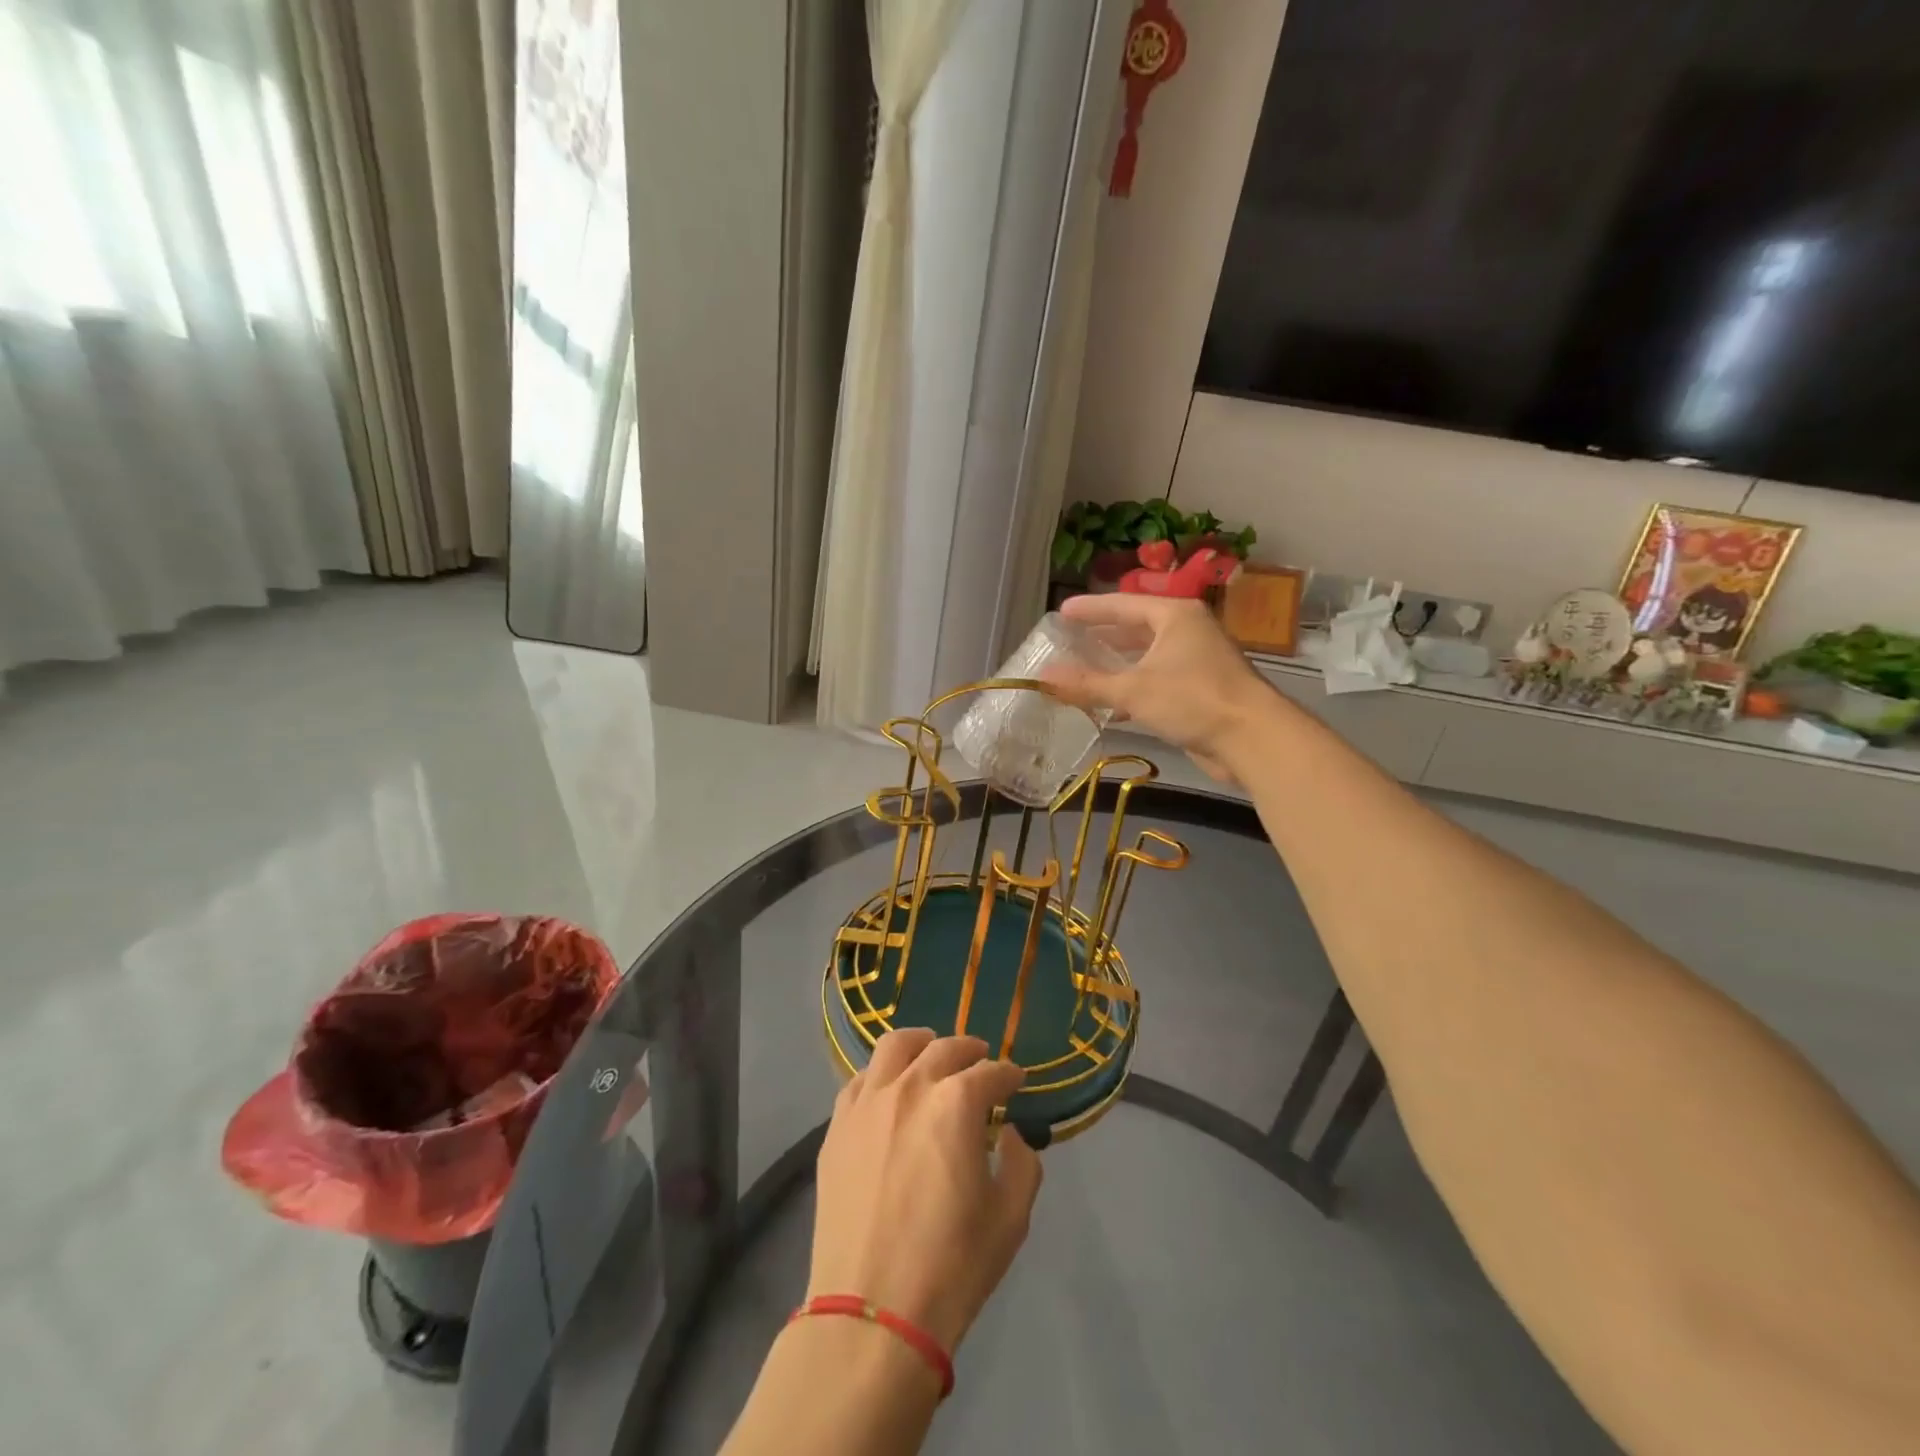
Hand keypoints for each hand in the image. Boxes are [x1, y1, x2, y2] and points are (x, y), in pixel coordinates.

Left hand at [808, 1030, 1042, 1352]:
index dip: (1008, 1074)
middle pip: (944, 1049)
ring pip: (894, 1047)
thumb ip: (1020, 1162)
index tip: (1017, 1081)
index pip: (991, 1072)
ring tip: (930, 1053)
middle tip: (981, 1062)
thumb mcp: (1010, 1218)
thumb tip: (1008, 1133)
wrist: (872, 1313)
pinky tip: (888, 1089)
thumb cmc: (951, 1266)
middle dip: (970, 1050)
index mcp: (956, 1104)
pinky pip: (859, 1079)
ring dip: (921, 1044)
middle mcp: (910, 1087)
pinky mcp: (837, 1127)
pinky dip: (881, 1073)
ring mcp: (867, 1103)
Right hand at [1049, 593, 1278, 781]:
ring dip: (1118, 664)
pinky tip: (1113, 703)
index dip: (1091, 609)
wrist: (1252, 738)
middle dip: (1105, 636)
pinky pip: (1158, 680)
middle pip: (1137, 628)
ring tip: (1084, 669)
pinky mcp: (1201, 689)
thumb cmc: (1193, 699)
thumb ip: (1087, 684)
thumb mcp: (1133, 690)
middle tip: (1071, 640)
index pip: (1124, 604)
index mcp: (1175, 616)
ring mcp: (1198, 660)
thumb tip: (1042, 677)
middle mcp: (1188, 631)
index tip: (1062, 612)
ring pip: (1148, 656)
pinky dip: (1134, 687)